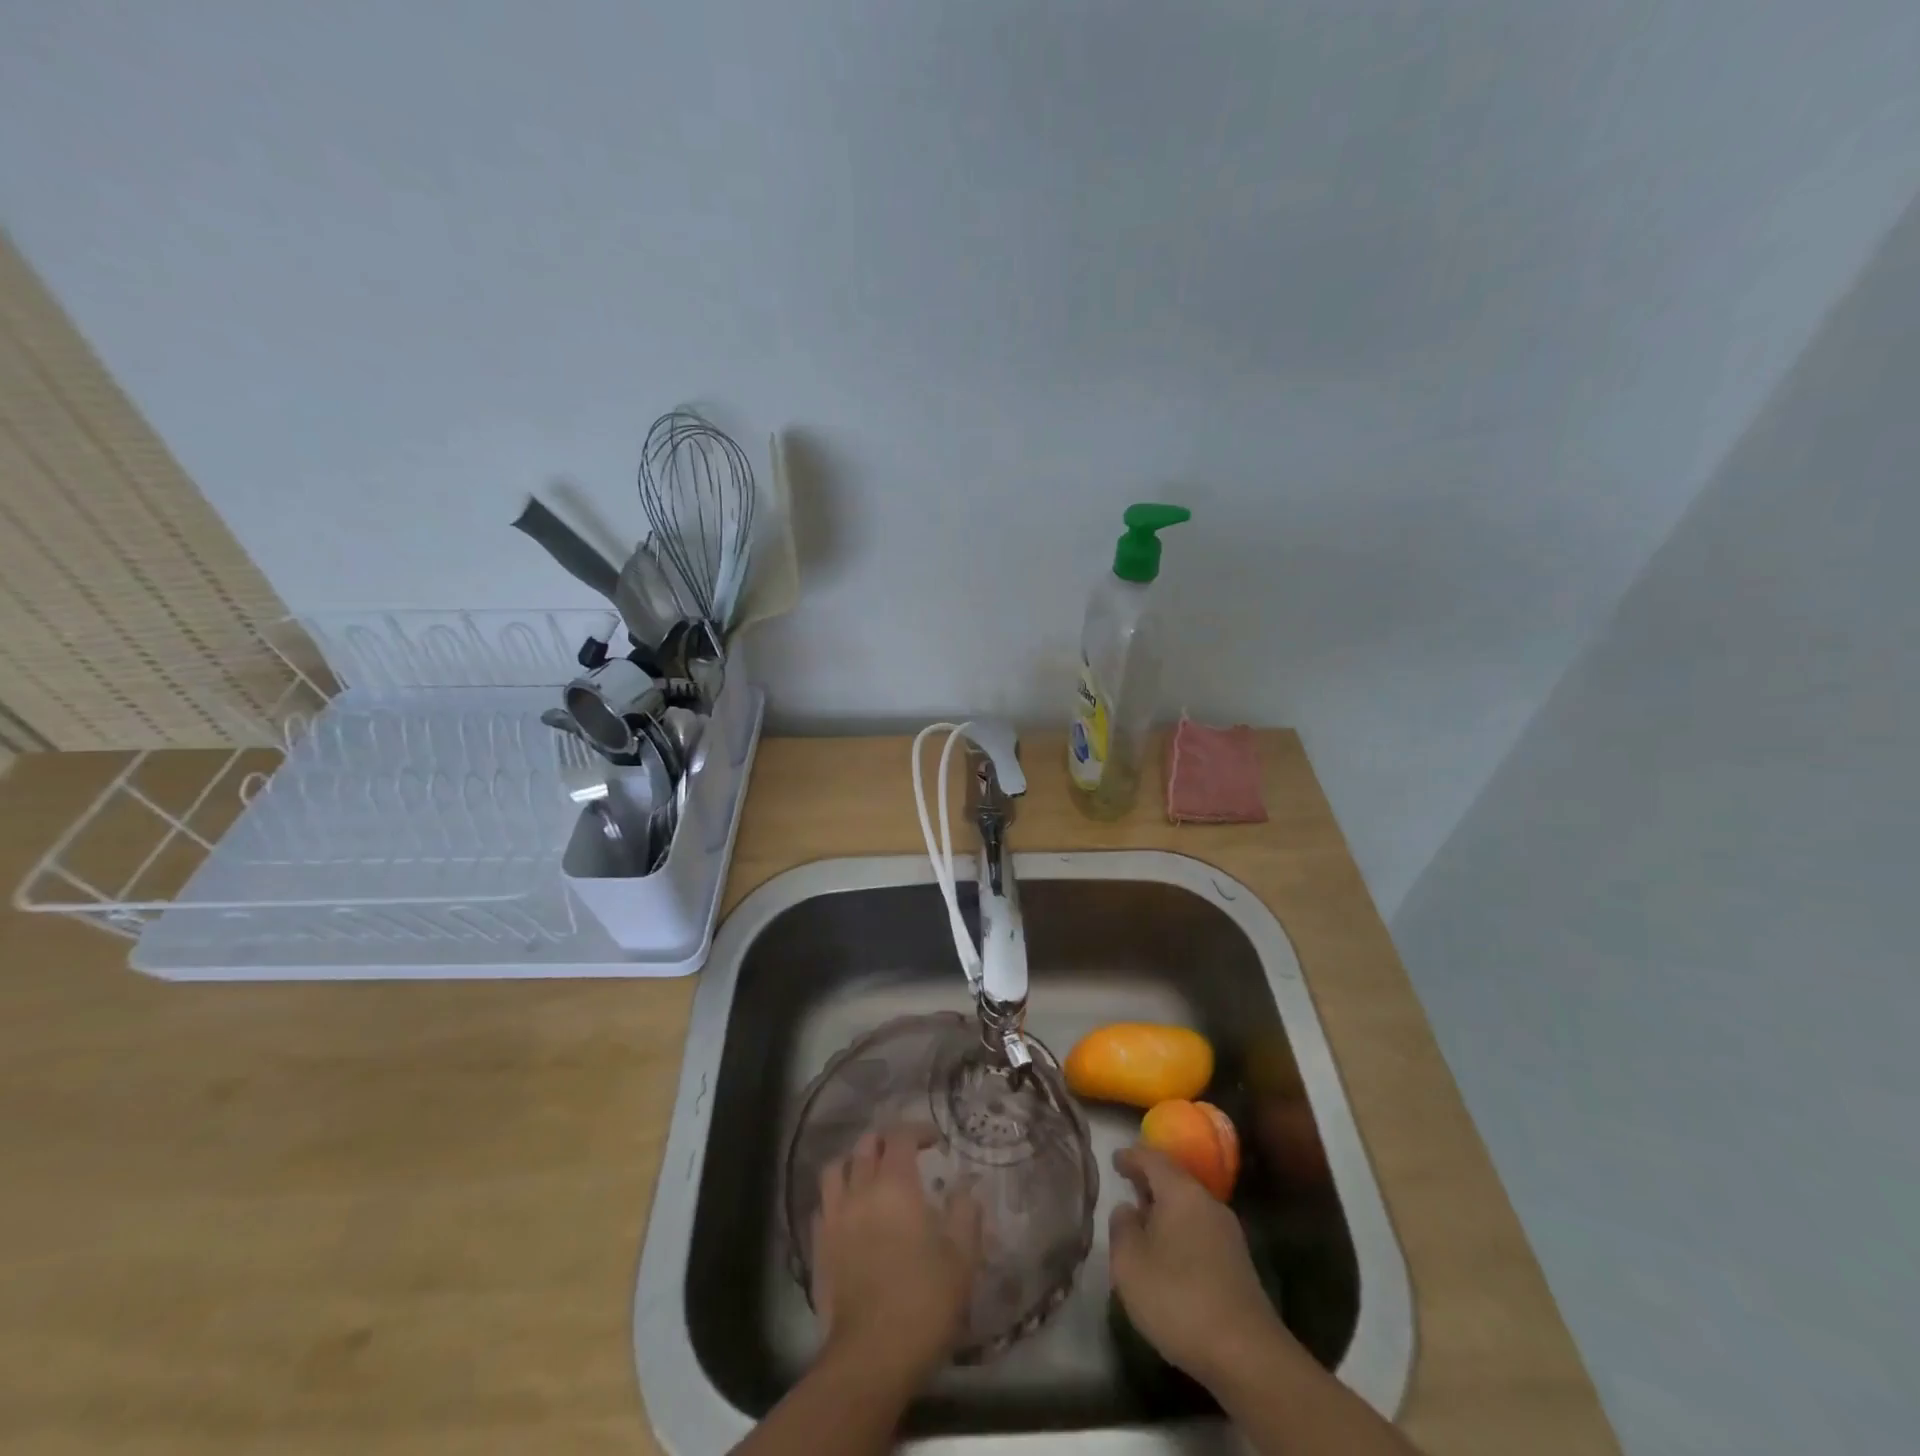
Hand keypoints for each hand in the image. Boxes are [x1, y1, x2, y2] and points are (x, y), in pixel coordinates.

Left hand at [811, 1127, 982, 1382]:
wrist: (871, 1357)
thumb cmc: (923, 1301)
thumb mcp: (962, 1258)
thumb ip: (966, 1214)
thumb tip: (966, 1188)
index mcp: (895, 1185)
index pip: (900, 1136)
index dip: (918, 1130)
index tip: (935, 1141)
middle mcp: (860, 1191)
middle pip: (866, 1145)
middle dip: (886, 1141)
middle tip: (905, 1154)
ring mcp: (834, 1219)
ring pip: (836, 1169)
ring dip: (855, 1163)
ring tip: (870, 1175)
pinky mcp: (818, 1248)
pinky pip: (823, 1206)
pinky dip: (837, 1199)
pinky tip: (850, 1214)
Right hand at [1108, 1145, 1293, 1386]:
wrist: (1248, 1355)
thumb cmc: (1178, 1298)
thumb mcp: (1130, 1263)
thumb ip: (1122, 1228)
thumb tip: (1127, 1209)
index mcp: (1181, 1191)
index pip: (1152, 1158)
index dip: (1131, 1156)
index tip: (1114, 1160)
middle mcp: (1208, 1202)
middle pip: (1175, 1180)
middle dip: (1150, 1182)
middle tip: (1127, 1187)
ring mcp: (1228, 1234)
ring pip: (1189, 1207)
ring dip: (1166, 1210)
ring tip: (1144, 1223)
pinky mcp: (1239, 1264)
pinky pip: (1200, 1232)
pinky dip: (1181, 1233)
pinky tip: (1169, 1256)